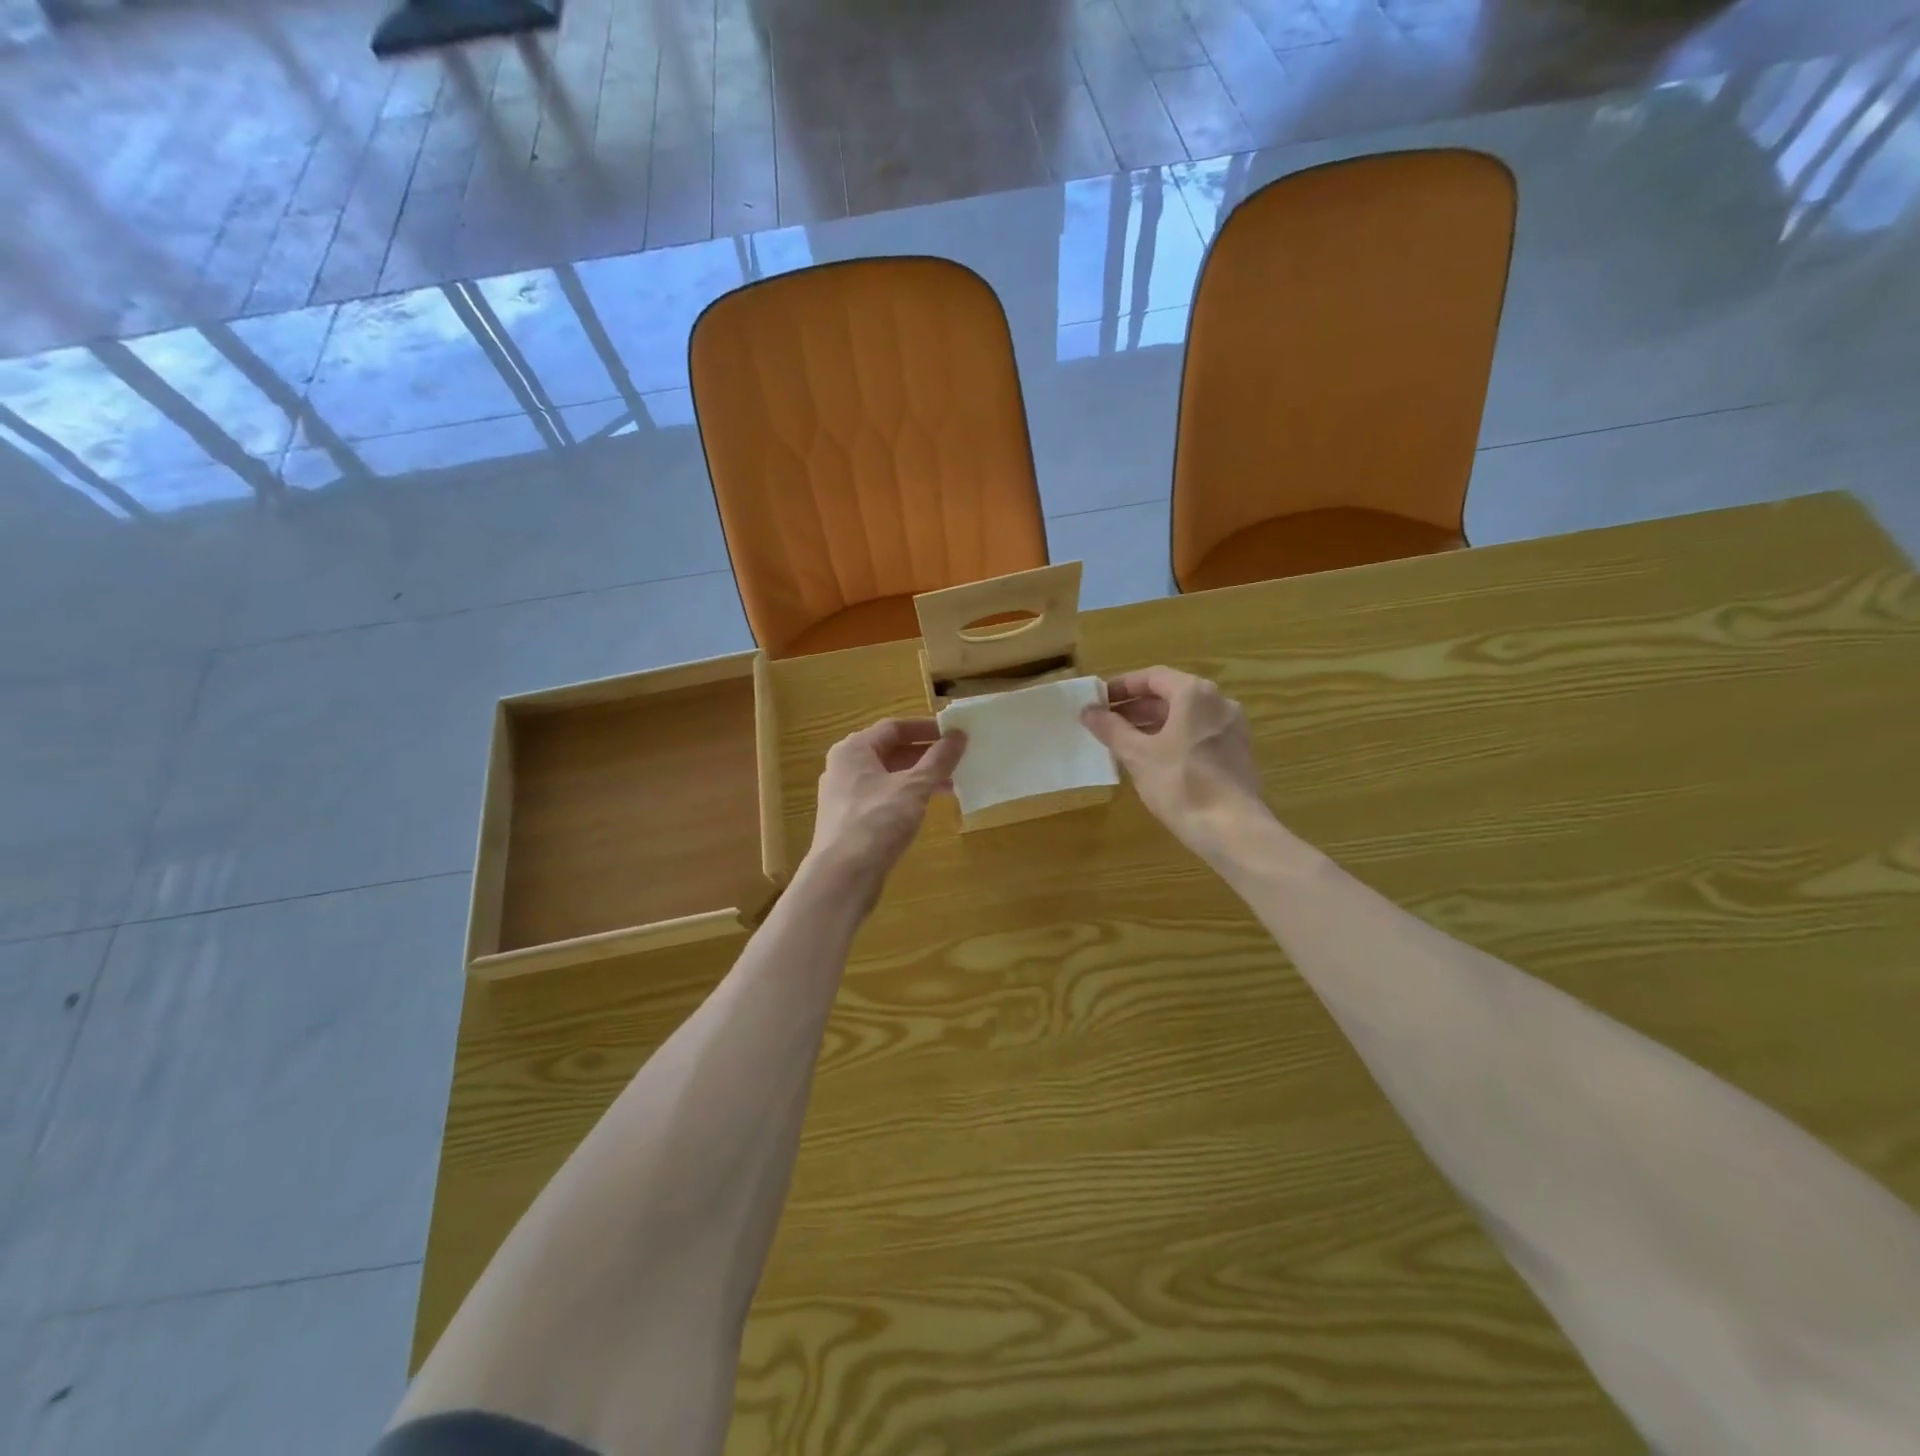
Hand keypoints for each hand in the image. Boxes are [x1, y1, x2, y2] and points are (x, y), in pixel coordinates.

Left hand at [807, 719, 966, 901]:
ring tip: (952, 783)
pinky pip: (884, 798)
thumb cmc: (877, 822)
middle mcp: (845, 767)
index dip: (926, 728)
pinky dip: (907, 797)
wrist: (843, 877)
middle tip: (958, 759)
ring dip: (919, 777)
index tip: (955, 733)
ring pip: (888, 776)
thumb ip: (938, 759)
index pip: (894, 727)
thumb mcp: (914, 787)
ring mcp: (845, 795)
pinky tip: (929, 807)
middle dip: (925, 755)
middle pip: (890, 751)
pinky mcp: (851, 821)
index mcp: (853, 749)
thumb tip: (959, 735)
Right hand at [1082, 667, 1268, 860]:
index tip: (1099, 700)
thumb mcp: (1137, 755)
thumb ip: (1111, 728)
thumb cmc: (1181, 784)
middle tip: (1106, 723)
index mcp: (1195, 694)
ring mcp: (1233, 728)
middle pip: (1171, 695)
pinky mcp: (1238, 754)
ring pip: (1186, 717)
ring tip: (1124, 742)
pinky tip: (1154, 761)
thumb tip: (1088, 711)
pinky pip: (1199, 735)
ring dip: (1154, 724)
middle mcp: (1219, 703)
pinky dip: (1174, 739)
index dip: (1122, 686)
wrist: (1232, 829)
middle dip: (1136, 707)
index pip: (1153, 677)